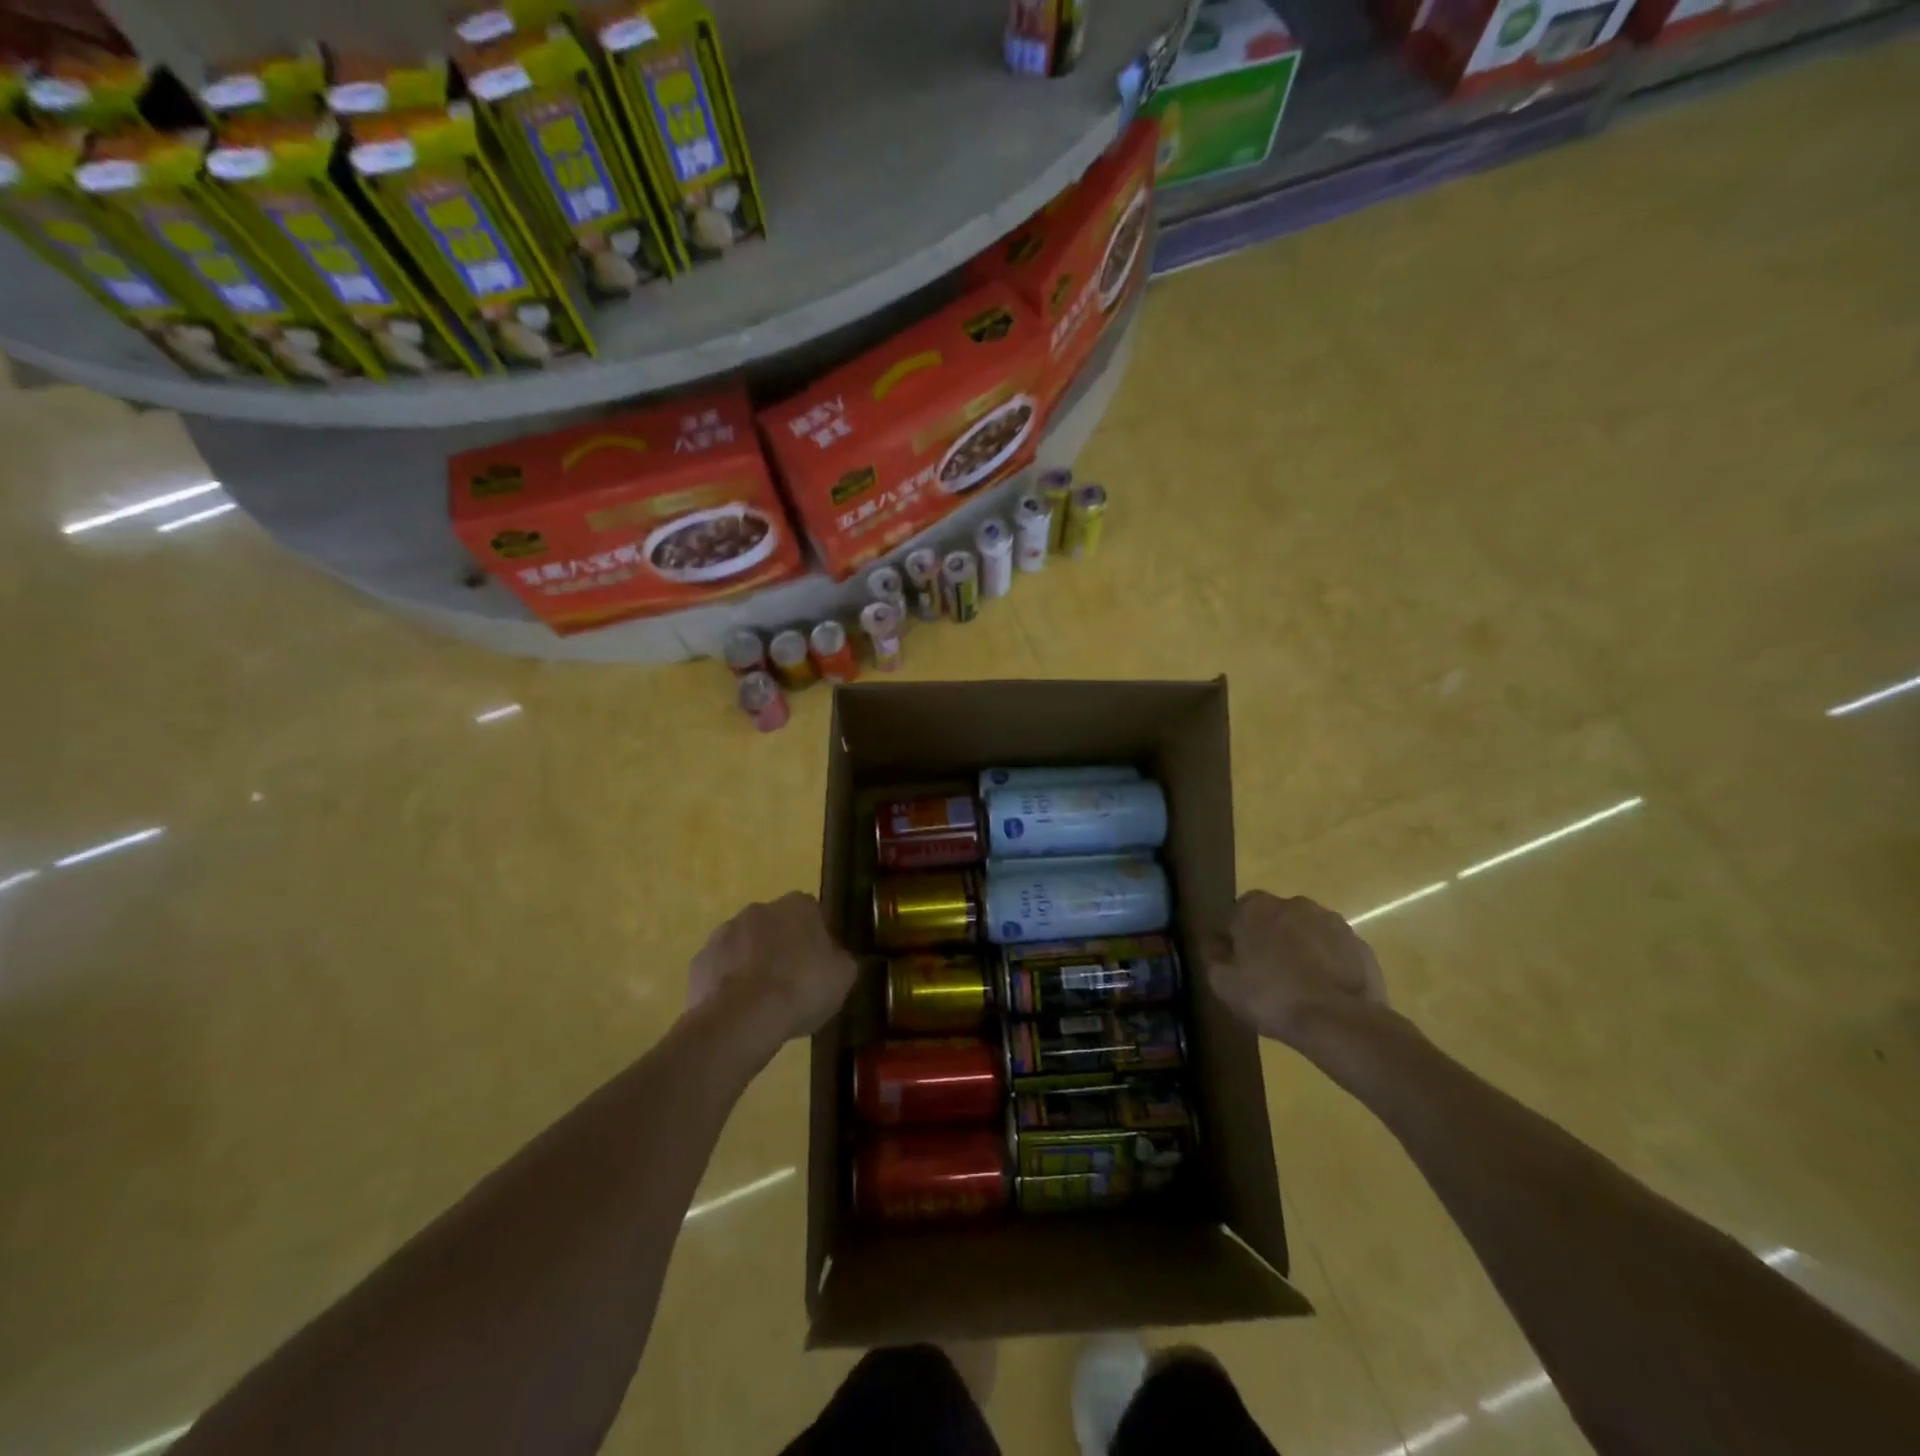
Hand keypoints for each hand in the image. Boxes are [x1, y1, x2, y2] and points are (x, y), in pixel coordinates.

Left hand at [688, 893, 855, 1054]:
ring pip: (745, 945)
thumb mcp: (843, 976)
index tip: (820, 965)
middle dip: (782, 947)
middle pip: (776, 925)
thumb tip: (833, 957)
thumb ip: (840, 959)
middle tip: (793, 982)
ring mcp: (724, 932)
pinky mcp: (701, 960)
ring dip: (753, 964)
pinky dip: (729, 983)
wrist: (743, 1018)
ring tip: (764, 1002)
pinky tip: (739, 1009)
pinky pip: (721, 969)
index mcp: (798, 905)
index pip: (813, 913)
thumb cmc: (802, 988)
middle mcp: (759, 908)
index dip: (817, 939)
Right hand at [1206, 892, 1388, 1048]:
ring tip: (1301, 987)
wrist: (1338, 1021)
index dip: (1237, 937)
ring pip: (1308, 932)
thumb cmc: (1271, 997)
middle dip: (1272, 939)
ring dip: (1303, 949)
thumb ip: (1213, 956)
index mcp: (1256, 907)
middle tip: (1269, 975)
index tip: (1239, 963)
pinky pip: (1336, 950)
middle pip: (1276, 918)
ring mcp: (1332, 922)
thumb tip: (1216, 943)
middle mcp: (1294, 904)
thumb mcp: (1223, 983)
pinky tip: (1325, 993)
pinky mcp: (1360, 945)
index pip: (1238, 912)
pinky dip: (1330, 964)